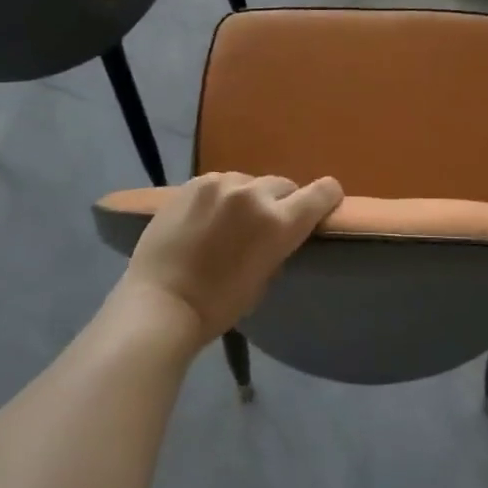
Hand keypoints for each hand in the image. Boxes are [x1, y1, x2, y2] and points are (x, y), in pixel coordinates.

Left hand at [121, 172, 342, 345]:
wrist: (160, 302)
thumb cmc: (219, 305)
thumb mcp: (265, 279)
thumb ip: (278, 246)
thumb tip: (279, 233)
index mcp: (280, 222)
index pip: (323, 191)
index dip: (327, 198)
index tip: (323, 207)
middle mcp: (254, 194)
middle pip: (285, 185)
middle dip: (282, 202)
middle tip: (266, 225)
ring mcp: (220, 184)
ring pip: (250, 181)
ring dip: (250, 197)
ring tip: (231, 221)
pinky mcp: (192, 184)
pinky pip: (220, 183)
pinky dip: (222, 197)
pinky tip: (207, 218)